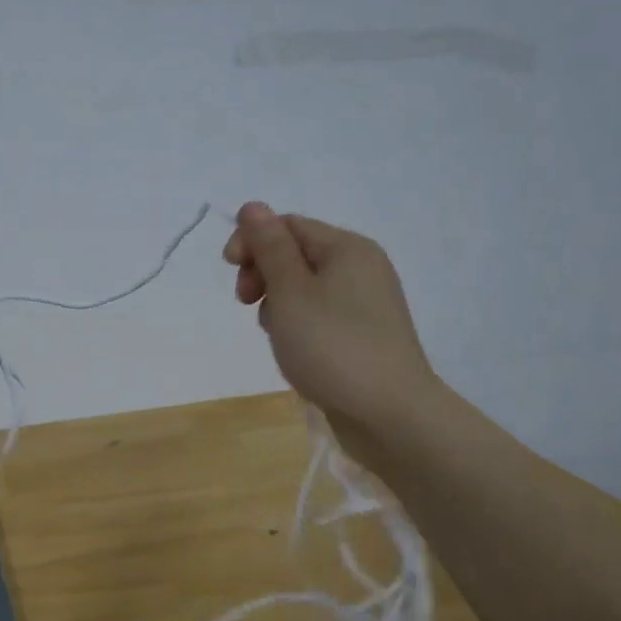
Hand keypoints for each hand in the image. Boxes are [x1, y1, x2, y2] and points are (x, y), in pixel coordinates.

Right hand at [223, 201, 439, 452]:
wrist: (390, 414)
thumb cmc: (332, 347)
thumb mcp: (290, 292)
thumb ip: (269, 247)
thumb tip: (253, 206)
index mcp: (347, 248)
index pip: (287, 224)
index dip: (252, 241)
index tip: (231, 271)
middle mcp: (361, 267)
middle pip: (295, 253)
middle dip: (263, 273)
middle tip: (246, 303)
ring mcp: (365, 302)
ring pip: (303, 287)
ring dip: (277, 303)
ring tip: (275, 333)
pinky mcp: (363, 333)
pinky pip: (319, 313)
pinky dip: (298, 324)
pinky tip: (293, 349)